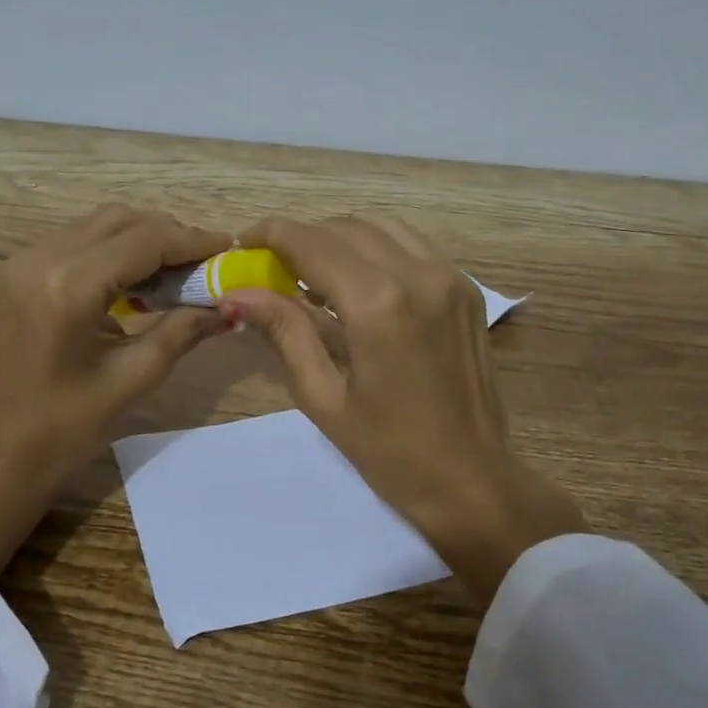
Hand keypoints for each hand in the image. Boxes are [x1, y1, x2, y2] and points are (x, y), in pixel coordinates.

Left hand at [0, 205, 231, 574]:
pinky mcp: (20, 272)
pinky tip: (140, 277)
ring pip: (99, 225)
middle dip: (167, 234)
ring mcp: (25, 262)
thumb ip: (183, 330)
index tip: (227, 246)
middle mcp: (41, 259)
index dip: (190, 240)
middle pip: (119, 220)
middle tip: (205, 262)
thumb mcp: (135, 377)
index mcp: (68, 287)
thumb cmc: (69, 426)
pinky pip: (79, 241)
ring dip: (141, 237)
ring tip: (178, 269)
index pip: (142, 241)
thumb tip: (230, 306)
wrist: (4, 452)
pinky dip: (114, 249)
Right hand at [224, 216, 584, 604]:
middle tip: (272, 269)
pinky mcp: (465, 288)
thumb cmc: (388, 451)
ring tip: (313, 276)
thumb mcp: (322, 396)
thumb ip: (283, 331)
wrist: (472, 480)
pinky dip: (374, 250)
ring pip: (380, 227)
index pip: (312, 242)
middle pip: (344, 227)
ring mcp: (450, 276)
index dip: (271, 234)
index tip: (242, 242)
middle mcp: (418, 274)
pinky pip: (410, 246)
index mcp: (379, 304)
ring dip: (339, 239)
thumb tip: (236, 293)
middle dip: (302, 238)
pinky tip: (357, 286)